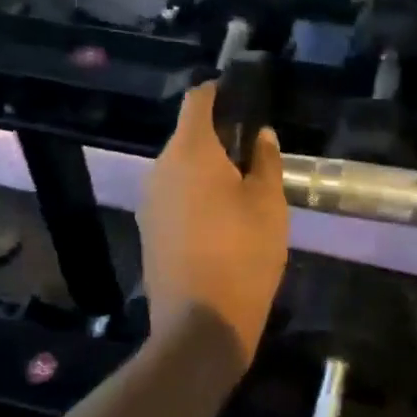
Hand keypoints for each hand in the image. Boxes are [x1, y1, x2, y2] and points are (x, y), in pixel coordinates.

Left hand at [139, 83, 288, 363]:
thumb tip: (260, 135)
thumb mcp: (269, 203)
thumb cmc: (243, 254)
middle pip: (187, 137)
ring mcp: (149, 201)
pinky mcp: (147, 230)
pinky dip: (194, 196)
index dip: (218, 91)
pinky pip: (172, 197)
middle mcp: (160, 169)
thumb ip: (266, 160)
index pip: (197, 100)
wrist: (201, 325)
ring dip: (206, 170)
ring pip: (179, 169)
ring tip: (241, 188)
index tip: (241, 96)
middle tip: (253, 152)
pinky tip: (219, 220)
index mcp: (190, 152)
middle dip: (217, 137)